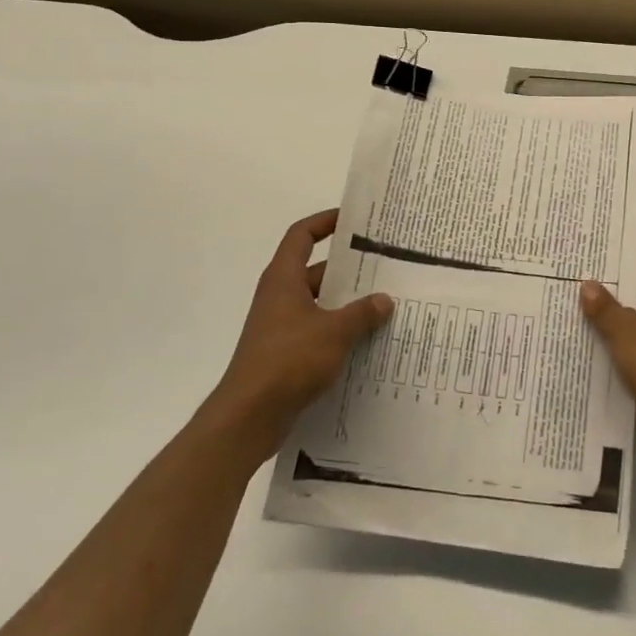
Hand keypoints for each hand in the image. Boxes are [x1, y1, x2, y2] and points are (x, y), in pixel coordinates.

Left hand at [206, 209, 393, 463]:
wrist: (249, 416)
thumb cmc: (288, 361)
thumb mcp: (334, 332)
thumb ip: (362, 313)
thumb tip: (384, 300)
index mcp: (284, 279)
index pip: (301, 236)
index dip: (324, 222)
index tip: (352, 219)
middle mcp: (280, 297)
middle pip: (316, 270)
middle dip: (349, 268)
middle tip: (384, 265)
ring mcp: (281, 326)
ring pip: (320, 304)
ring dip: (348, 304)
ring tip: (385, 303)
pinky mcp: (285, 354)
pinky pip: (318, 331)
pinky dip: (340, 331)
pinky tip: (368, 341)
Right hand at [581, 245, 635, 476]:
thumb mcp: (627, 332)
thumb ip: (605, 307)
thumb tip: (587, 285)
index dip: (633, 251)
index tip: (601, 251)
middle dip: (616, 283)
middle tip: (579, 275)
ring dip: (613, 313)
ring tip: (574, 304)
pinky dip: (617, 338)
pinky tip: (586, 337)